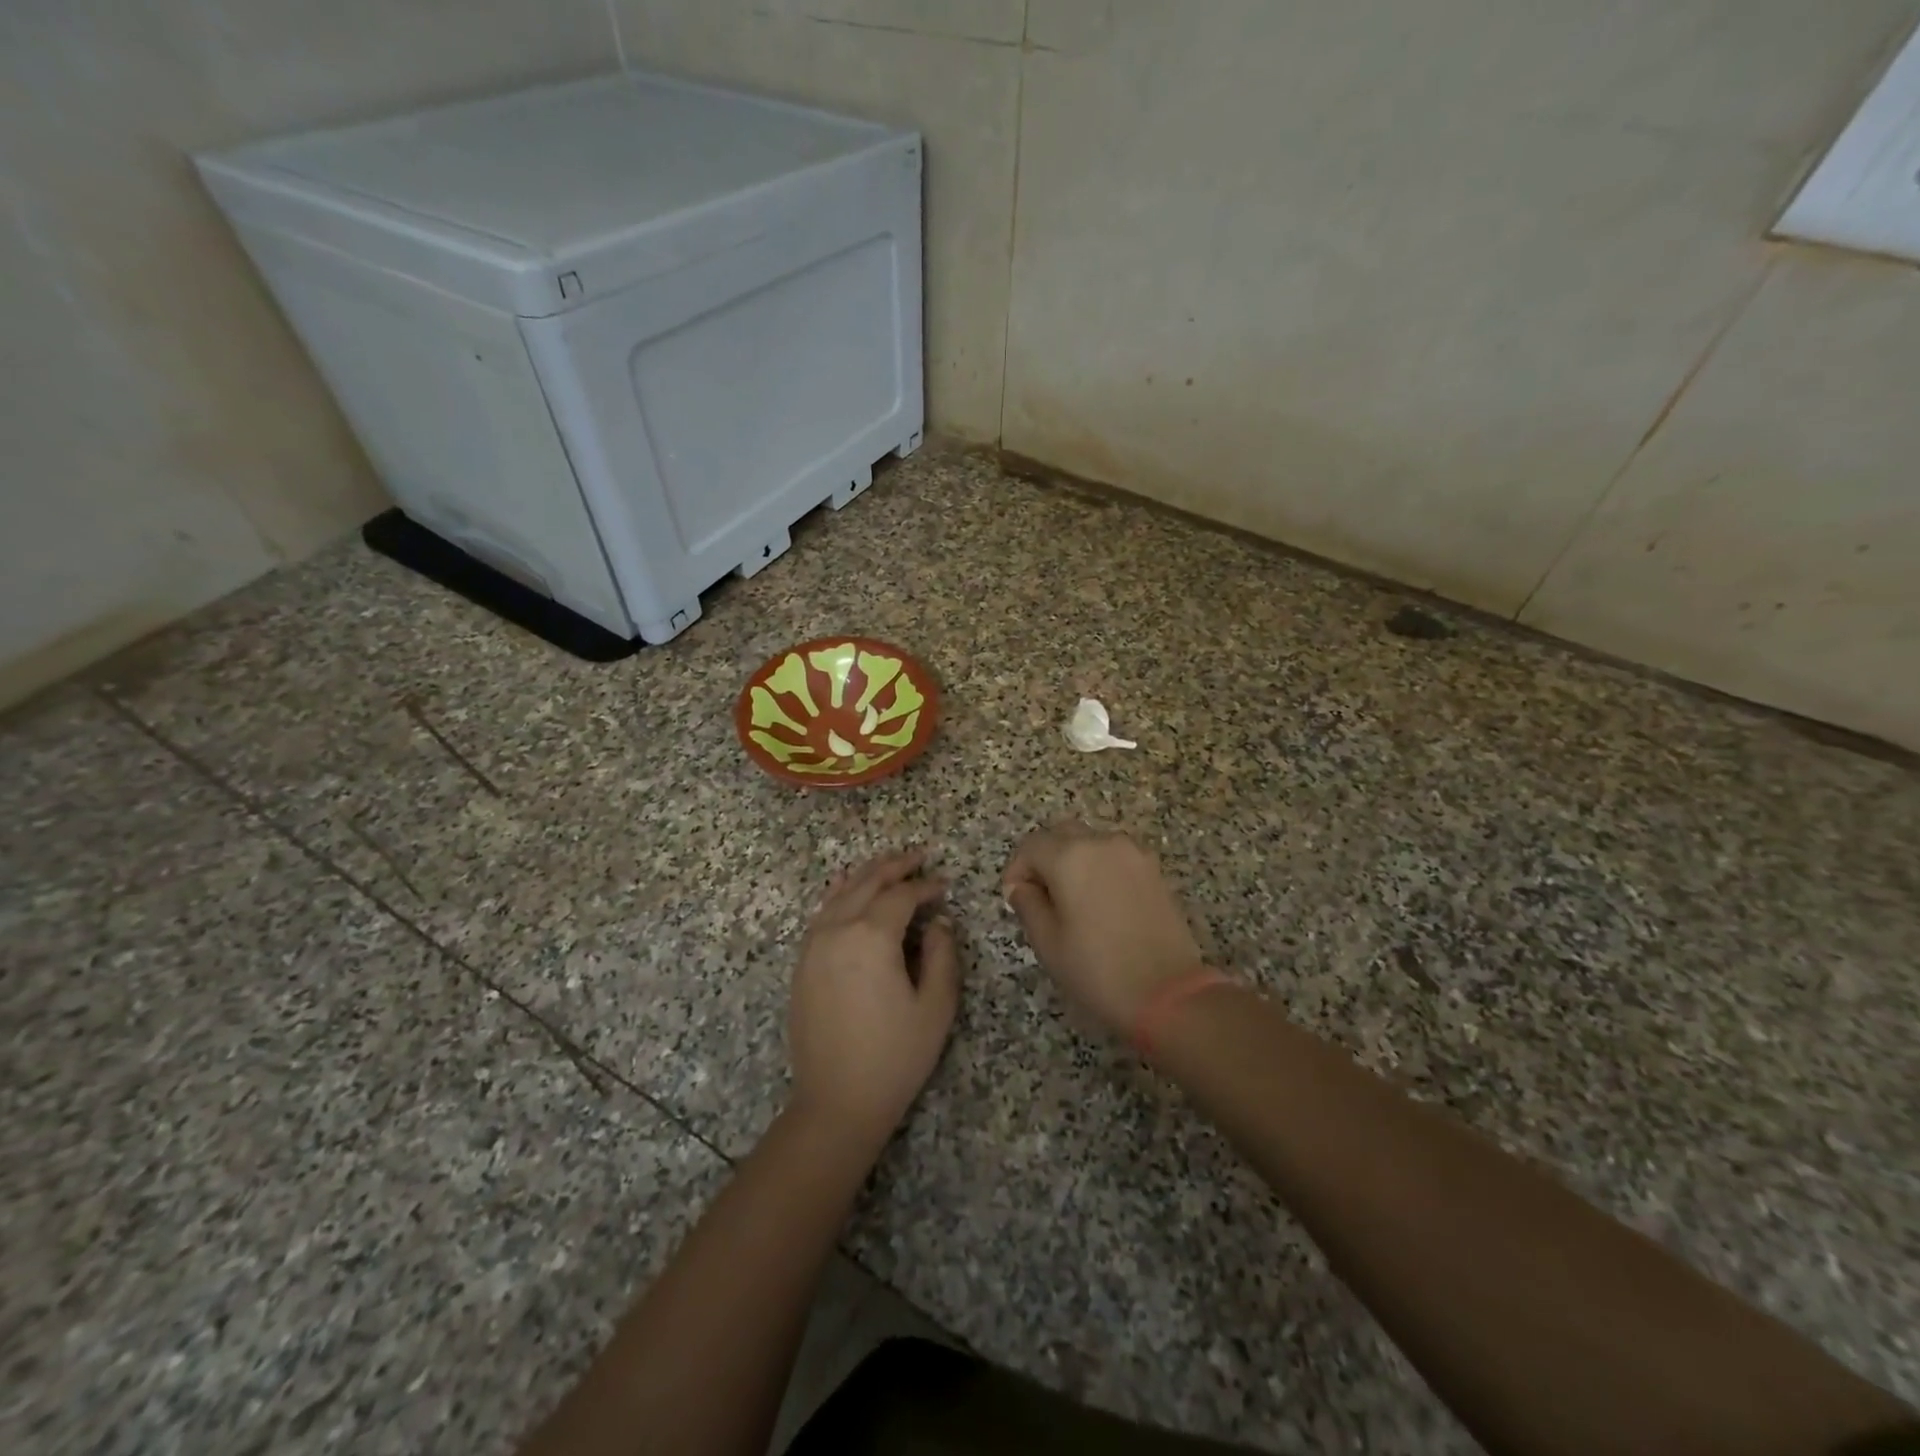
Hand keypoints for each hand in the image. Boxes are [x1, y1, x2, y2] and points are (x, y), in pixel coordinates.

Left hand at [788, 849, 960, 1143]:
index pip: (902, 895)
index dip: (926, 886)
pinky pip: (823, 913)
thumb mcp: (935, 1006)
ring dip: (867, 874)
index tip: (945, 884)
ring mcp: (814, 945)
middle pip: (868, 883)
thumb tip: (938, 921)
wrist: (836, 1102)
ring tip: (889, 864)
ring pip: (841, 893)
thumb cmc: (894, 1056)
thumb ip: (941, 954)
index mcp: (871, 937)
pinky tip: (848, 889)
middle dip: (895, 866)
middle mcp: (838, 930)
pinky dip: (840, 893)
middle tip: (919, 856)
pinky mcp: (803, 963)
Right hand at [1002, 821, 1204, 1035]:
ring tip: (1071, 901)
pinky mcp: (1154, 869)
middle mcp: (1102, 842)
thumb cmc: (1097, 969)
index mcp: (1070, 856)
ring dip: (1073, 860)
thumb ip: (1027, 904)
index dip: (1017, 869)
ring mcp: (1133, 853)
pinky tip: (1101, 903)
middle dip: (1044, 858)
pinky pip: (1115, 856)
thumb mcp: (1048, 942)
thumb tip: (1021, 886)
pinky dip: (1100, 868)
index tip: (1014, 898)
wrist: (1168, 994)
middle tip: (1039, 895)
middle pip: (1061, 834)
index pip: (1031, 846)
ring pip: (1091, 842)